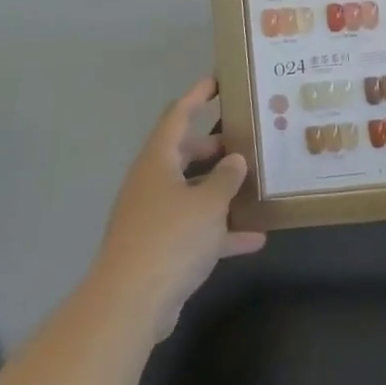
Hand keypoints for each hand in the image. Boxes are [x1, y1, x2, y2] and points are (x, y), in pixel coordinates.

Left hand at [96, 77, 265, 337]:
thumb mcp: (209, 202)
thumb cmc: (171, 238)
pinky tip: (254, 238)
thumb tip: (234, 159)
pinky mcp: (159, 249)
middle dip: (212, 147)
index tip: (216, 81)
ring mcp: (153, 218)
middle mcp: (152, 184)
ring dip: (219, 189)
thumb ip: (226, 178)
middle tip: (244, 139)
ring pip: (191, 192)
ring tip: (254, 183)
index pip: (176, 117)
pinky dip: (221, 231)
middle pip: (182, 154)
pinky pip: (195, 229)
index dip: (196, 96)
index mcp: (157, 162)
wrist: (130, 304)